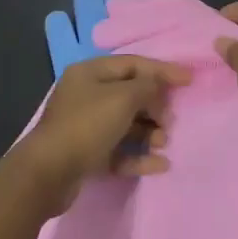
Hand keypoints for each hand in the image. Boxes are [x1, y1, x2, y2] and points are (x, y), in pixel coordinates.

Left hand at [18, 55, 190, 206]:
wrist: (48, 174)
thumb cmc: (87, 125)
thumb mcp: (123, 99)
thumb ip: (147, 87)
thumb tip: (158, 85)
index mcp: (90, 73)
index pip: (133, 64)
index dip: (162, 71)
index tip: (189, 80)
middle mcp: (86, 95)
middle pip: (130, 94)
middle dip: (154, 107)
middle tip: (170, 121)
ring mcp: (85, 126)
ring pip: (126, 124)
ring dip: (149, 132)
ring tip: (164, 142)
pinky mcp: (86, 154)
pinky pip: (119, 150)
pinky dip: (138, 155)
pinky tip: (159, 165)